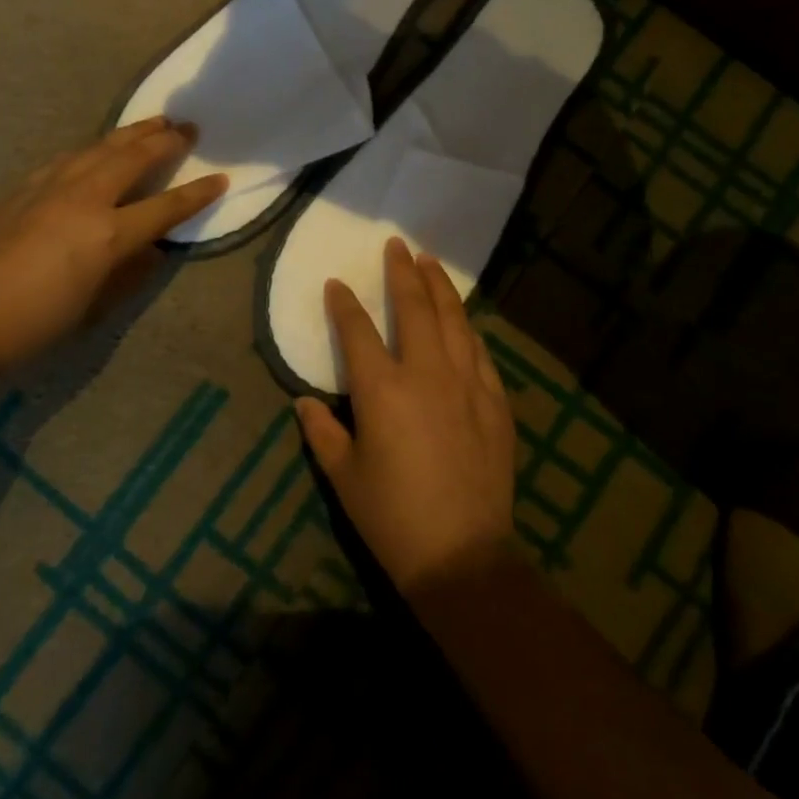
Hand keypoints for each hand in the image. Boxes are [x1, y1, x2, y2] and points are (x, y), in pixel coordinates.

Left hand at [0, 117, 226, 369]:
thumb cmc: (37, 322)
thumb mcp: (96, 305)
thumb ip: (130, 271)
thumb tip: (150, 250)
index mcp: (109, 234)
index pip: (166, 207)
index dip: (197, 193)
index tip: (221, 178)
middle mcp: (85, 199)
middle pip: (133, 159)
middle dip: (165, 141)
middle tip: (187, 127)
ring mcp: (50, 188)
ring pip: (99, 148)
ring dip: (130, 134)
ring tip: (151, 122)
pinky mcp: (22, 188)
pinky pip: (67, 158)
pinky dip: (91, 149)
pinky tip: (95, 148)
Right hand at [295, 236, 517, 594]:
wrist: (462, 553)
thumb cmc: (392, 517)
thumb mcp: (343, 477)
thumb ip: (322, 432)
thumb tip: (303, 401)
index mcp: (382, 389)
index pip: (357, 331)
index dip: (344, 304)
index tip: (337, 283)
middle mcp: (426, 372)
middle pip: (413, 306)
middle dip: (402, 271)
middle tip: (397, 245)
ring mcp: (466, 382)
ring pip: (453, 318)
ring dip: (439, 286)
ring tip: (430, 261)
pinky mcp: (494, 399)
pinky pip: (480, 351)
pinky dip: (467, 328)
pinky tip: (462, 318)